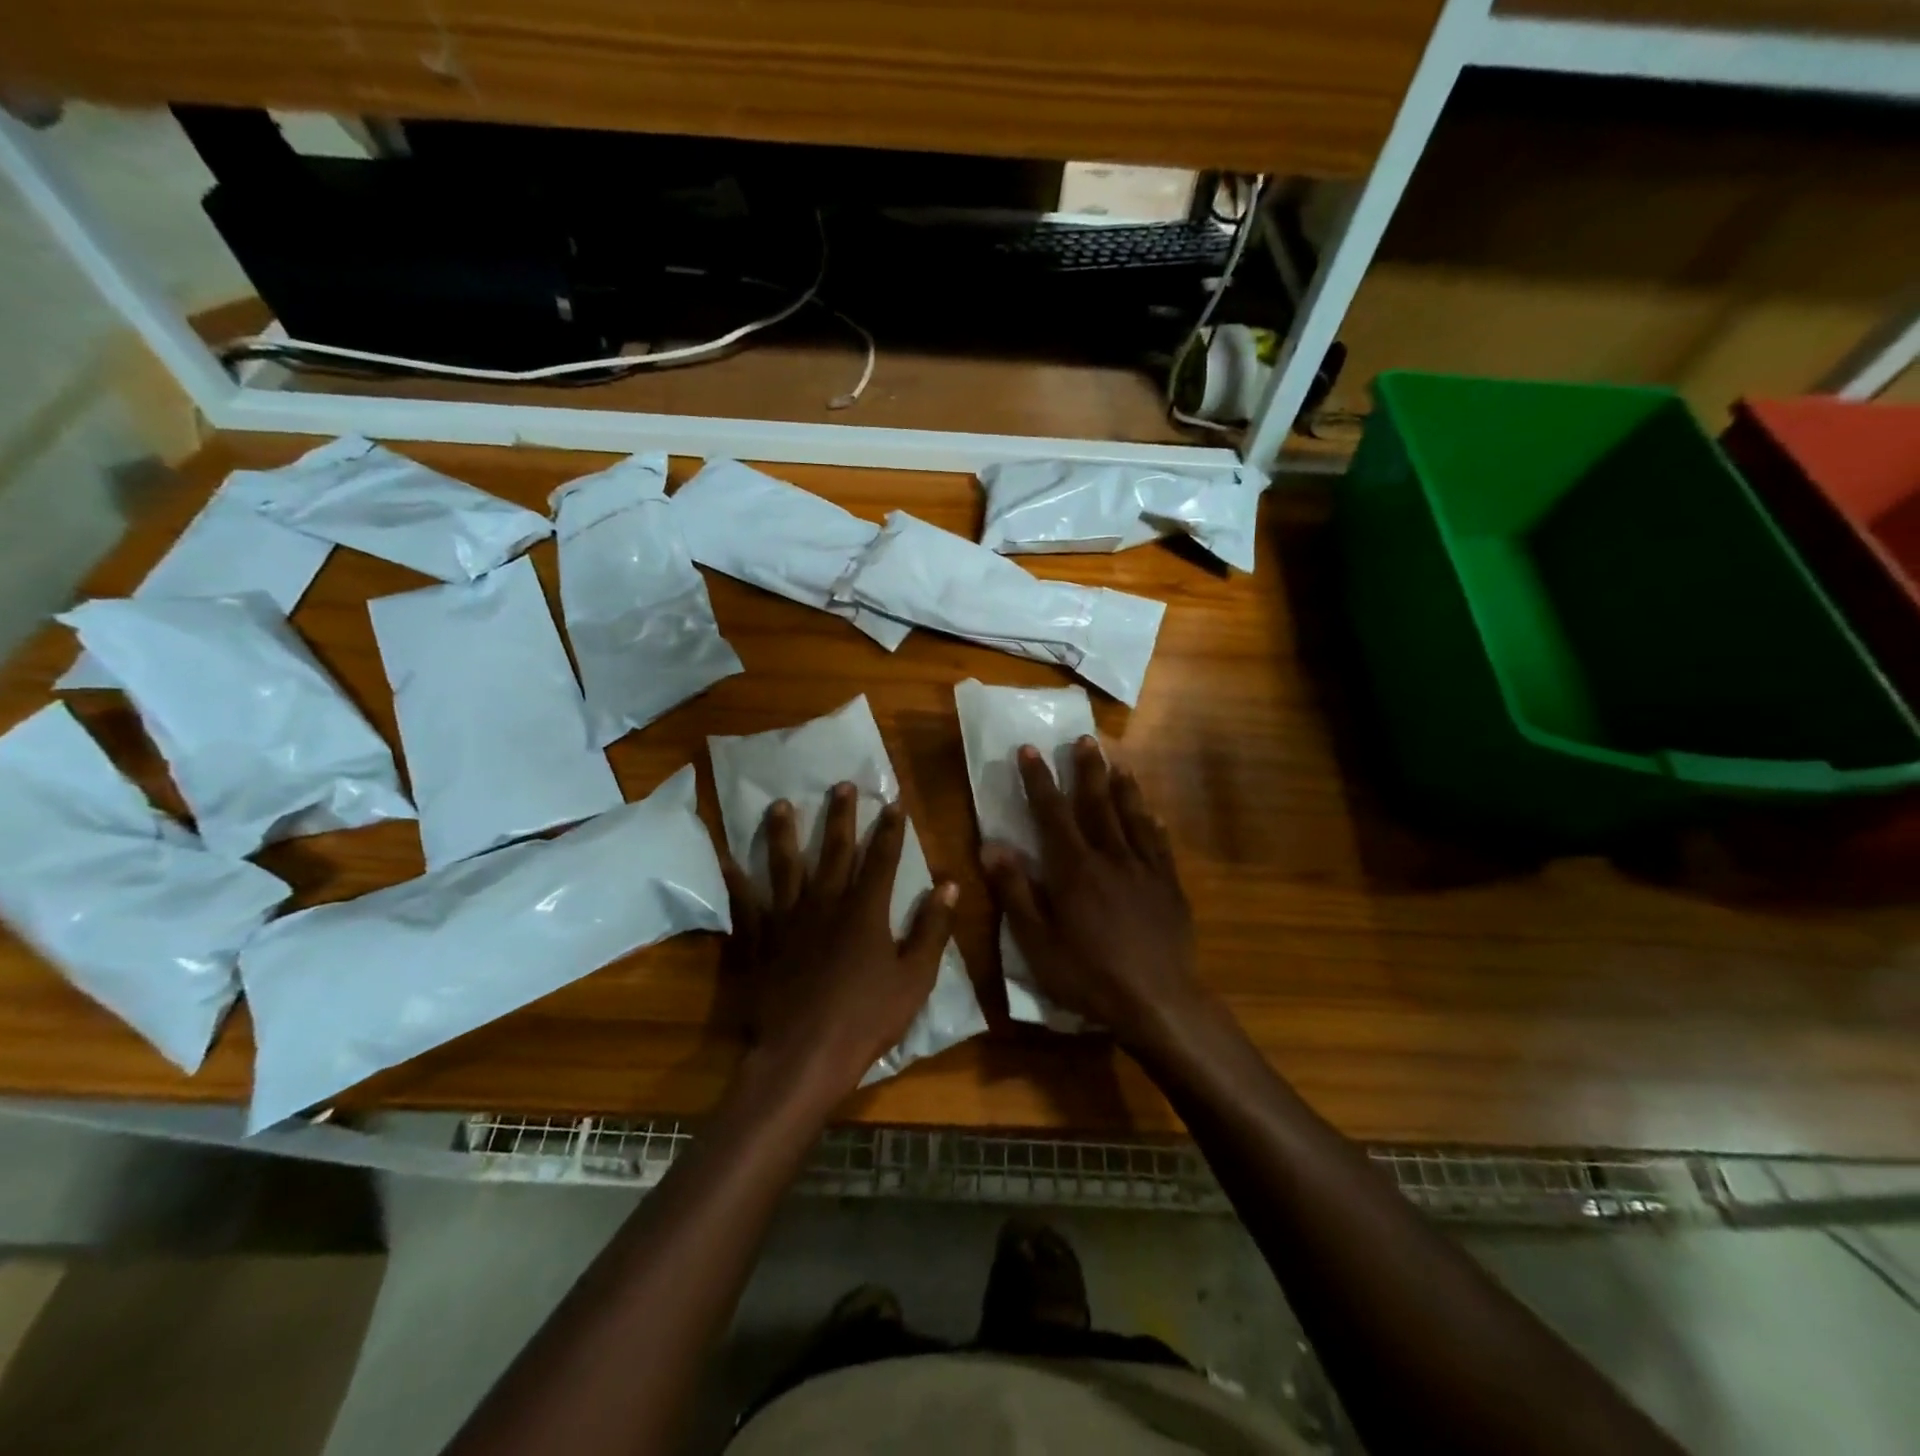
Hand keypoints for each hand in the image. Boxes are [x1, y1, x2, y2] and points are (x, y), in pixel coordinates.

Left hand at [722, 783, 957, 1103]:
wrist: (802, 1056)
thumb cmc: (865, 1019)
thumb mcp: (914, 978)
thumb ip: (932, 929)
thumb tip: (949, 885)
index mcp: (865, 911)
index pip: (882, 859)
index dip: (890, 829)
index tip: (894, 801)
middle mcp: (825, 904)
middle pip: (834, 851)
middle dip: (841, 816)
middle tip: (841, 784)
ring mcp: (787, 920)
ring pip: (785, 867)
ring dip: (784, 834)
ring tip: (780, 804)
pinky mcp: (759, 941)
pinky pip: (744, 905)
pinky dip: (735, 881)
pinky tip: (727, 859)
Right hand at [981, 739, 1208, 1052]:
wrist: (1159, 1001)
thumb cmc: (1089, 975)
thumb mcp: (1037, 941)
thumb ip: (1015, 891)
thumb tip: (991, 845)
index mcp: (1074, 868)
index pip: (1052, 813)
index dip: (1039, 779)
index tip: (1029, 749)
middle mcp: (1111, 857)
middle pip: (1098, 803)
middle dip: (1088, 770)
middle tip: (1085, 739)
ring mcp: (1146, 870)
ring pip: (1134, 817)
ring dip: (1124, 788)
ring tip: (1119, 764)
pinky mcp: (1170, 887)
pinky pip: (1161, 846)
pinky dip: (1154, 826)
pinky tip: (1155, 818)